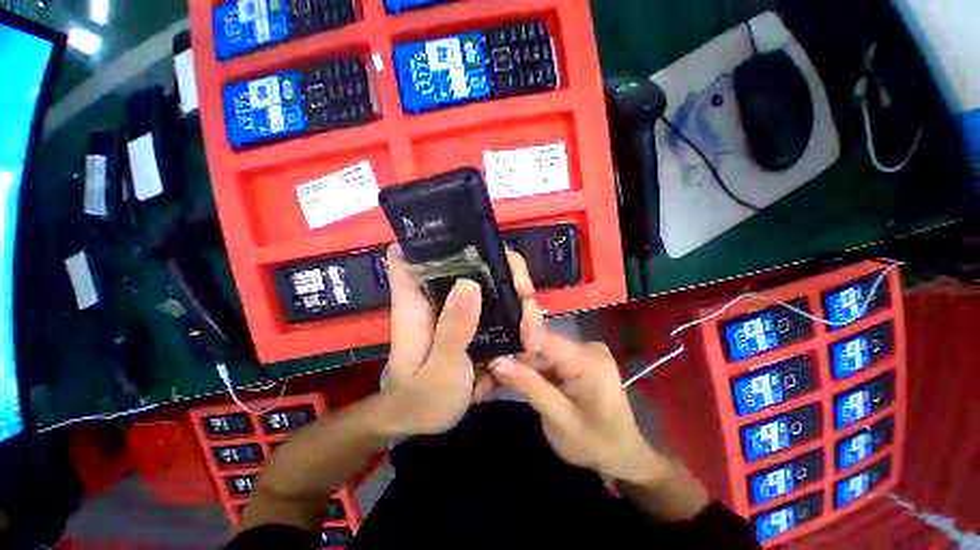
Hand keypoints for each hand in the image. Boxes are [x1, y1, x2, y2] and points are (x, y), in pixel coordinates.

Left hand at [379, 245, 544, 435]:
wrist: (425, 421)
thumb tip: (469, 282)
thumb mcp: (438, 369)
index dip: (429, 239)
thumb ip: (453, 329)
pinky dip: (518, 319)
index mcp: (416, 303)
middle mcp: (439, 298)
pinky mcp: (474, 322)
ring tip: (532, 336)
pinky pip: (500, 308)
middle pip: (470, 264)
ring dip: (518, 302)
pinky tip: (529, 341)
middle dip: (503, 271)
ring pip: (493, 286)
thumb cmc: (421, 398)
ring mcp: (460, 309)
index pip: (407, 256)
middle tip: (525, 295)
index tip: (463, 237)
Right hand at [489, 334, 668, 484]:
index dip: (514, 340)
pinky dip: (525, 371)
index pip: (544, 339)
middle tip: (478, 379)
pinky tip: (506, 380)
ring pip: (536, 354)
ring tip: (485, 384)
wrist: (624, 453)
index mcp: (588, 360)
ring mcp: (579, 351)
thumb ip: (530, 387)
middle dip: (507, 362)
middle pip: (536, 347)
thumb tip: (497, 361)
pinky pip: (543, 360)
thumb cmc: (597, 444)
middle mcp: (584, 347)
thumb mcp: (560, 421)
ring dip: (513, 368)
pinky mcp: (573, 359)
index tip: (485, 352)